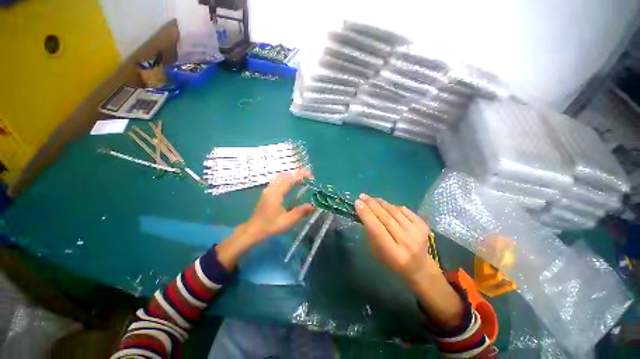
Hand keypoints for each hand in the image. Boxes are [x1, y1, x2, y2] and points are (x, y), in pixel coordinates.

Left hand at [242, 169, 314, 241]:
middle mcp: (271, 188)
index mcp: (276, 193)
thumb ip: (301, 212)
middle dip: (297, 173)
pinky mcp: (267, 193)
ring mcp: (268, 190)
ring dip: (291, 175)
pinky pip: (277, 180)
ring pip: (280, 176)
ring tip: (301, 178)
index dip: (301, 175)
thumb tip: (314, 206)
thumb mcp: (287, 220)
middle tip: (308, 176)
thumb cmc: (270, 225)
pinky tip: (290, 183)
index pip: (290, 179)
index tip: (311, 176)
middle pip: (285, 175)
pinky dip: (286, 178)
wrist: (253, 230)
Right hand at [355, 194, 463, 328]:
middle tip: (362, 196)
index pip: (377, 229)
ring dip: (381, 203)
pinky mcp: (423, 225)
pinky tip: (386, 205)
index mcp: (393, 253)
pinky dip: (393, 206)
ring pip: (395, 212)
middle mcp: (407, 242)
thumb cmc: (392, 261)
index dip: (366, 214)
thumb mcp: (377, 253)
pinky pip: (405, 210)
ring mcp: (417, 233)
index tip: (357, 203)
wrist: (419, 267)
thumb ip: (371, 234)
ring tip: (372, 198)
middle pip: (386, 218)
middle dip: (372, 205)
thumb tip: (365, 213)